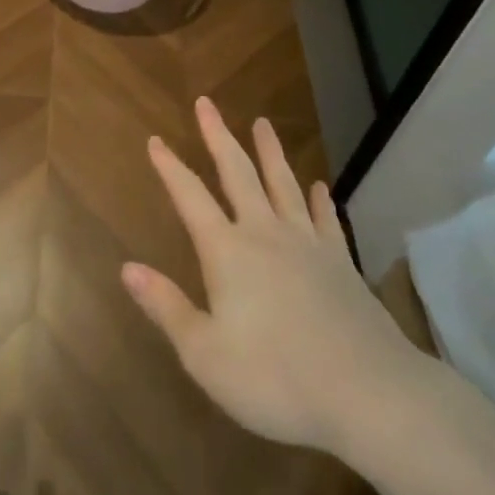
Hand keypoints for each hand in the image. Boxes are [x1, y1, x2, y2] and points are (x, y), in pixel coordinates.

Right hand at [119, 99, 445, 471]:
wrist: (368, 392)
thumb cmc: (276, 377)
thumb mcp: (206, 354)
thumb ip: (166, 308)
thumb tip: (127, 267)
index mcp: (227, 251)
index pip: (190, 197)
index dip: (170, 168)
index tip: (155, 139)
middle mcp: (264, 233)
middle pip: (237, 173)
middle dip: (218, 136)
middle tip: (206, 103)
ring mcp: (307, 244)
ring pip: (282, 184)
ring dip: (269, 152)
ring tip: (262, 123)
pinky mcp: (340, 262)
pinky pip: (325, 219)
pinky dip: (319, 200)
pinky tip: (318, 186)